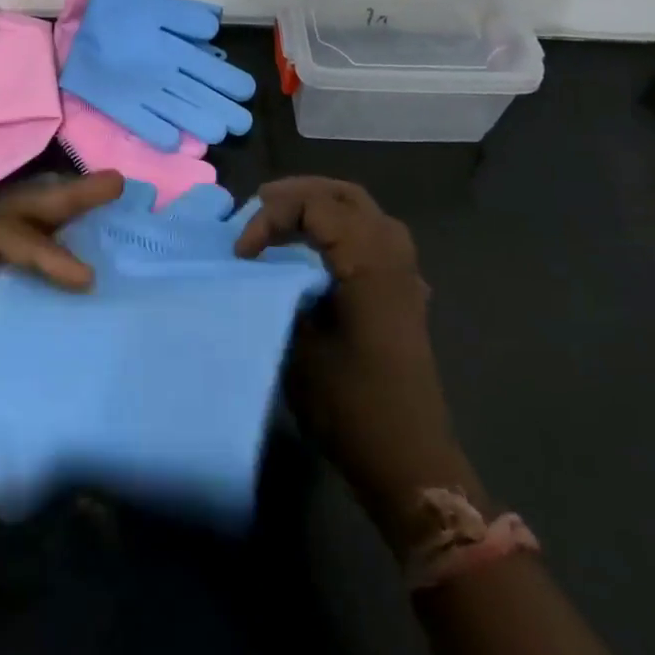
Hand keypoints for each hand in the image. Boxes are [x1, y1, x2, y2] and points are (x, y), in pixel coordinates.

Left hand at [0, 171, 124, 523]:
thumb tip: (62, 289)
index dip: (42, 246)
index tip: (84, 278)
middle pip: (5, 219)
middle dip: (60, 201)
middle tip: (113, 182)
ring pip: (11, 245)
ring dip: (56, 229)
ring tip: (102, 203)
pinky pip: (10, 283)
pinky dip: (45, 273)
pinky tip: (79, 267)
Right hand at [236, 178, 464, 540]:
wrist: (410, 460)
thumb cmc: (352, 407)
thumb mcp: (301, 349)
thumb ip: (282, 294)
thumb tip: (262, 267)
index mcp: (369, 263)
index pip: (317, 205)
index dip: (272, 217)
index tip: (243, 254)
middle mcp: (393, 256)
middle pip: (346, 195)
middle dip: (299, 193)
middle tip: (260, 205)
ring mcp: (405, 274)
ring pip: (364, 211)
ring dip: (322, 206)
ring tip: (284, 218)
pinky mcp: (404, 293)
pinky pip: (375, 236)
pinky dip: (342, 227)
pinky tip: (320, 249)